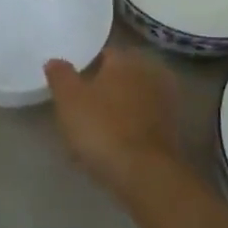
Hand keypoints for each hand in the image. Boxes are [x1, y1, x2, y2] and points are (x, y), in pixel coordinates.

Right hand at [44, 48, 178, 197]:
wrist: (144, 173)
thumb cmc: (102, 128)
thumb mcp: (68, 100)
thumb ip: (60, 75)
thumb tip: (55, 60)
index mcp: (126, 60)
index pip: (104, 54)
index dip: (86, 67)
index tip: (72, 85)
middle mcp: (150, 74)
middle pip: (120, 77)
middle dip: (104, 89)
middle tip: (82, 108)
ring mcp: (165, 102)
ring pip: (132, 101)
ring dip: (117, 110)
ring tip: (94, 131)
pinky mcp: (172, 130)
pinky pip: (142, 122)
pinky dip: (129, 129)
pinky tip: (112, 146)